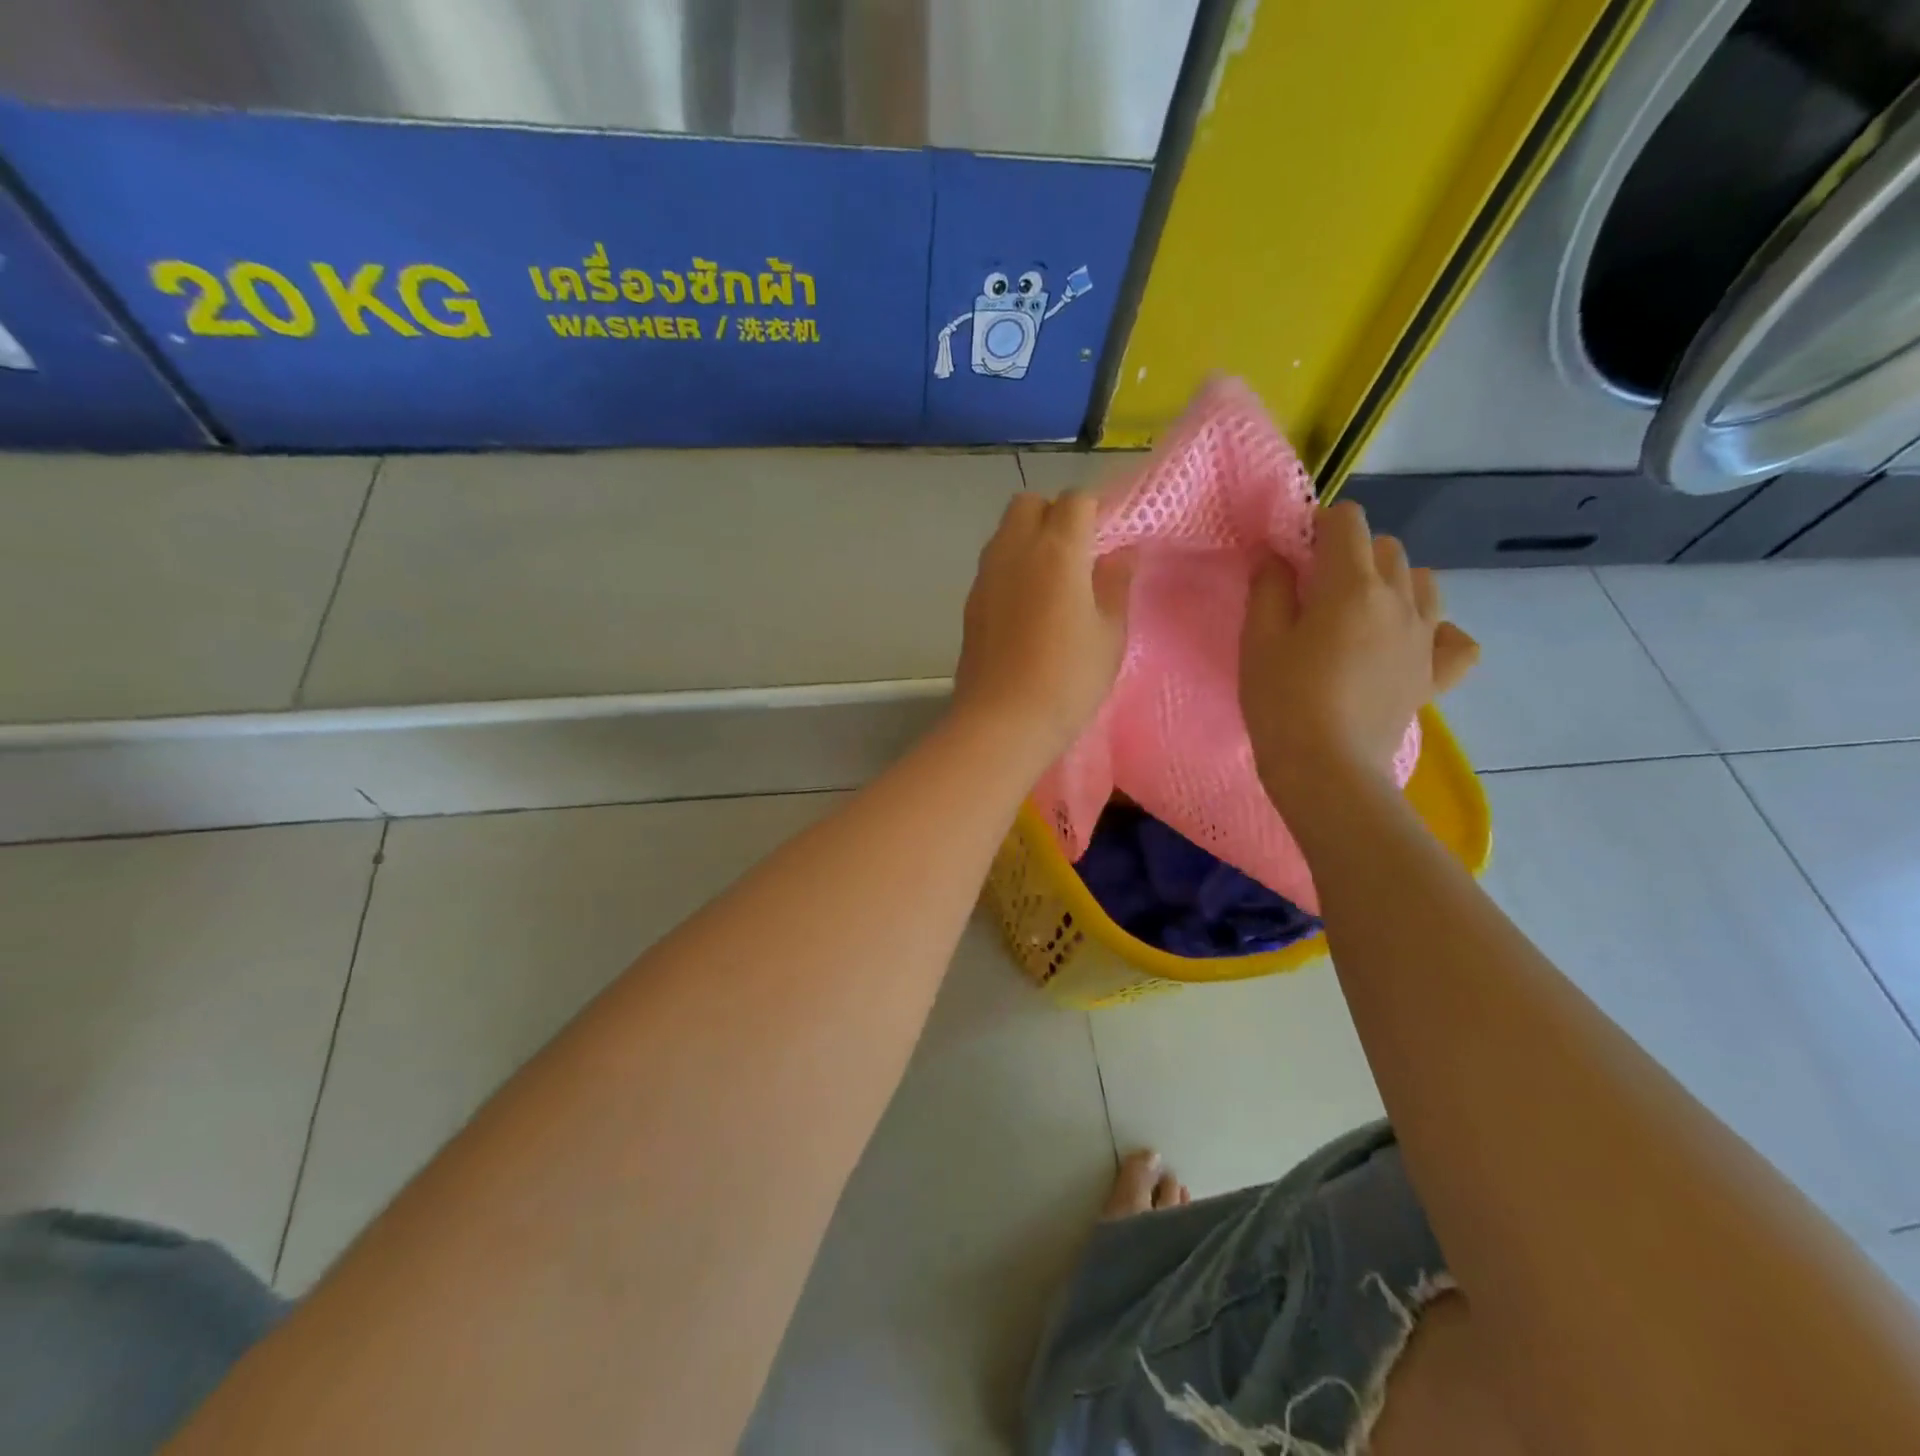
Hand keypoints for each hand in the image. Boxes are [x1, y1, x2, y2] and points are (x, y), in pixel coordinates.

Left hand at [953, 491, 1133, 761]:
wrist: (1002, 721)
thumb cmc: (1067, 678)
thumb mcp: (1109, 634)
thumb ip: (1115, 583)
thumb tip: (1120, 552)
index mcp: (1056, 549)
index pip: (1076, 500)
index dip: (1095, 512)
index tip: (1108, 540)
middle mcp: (1014, 549)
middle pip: (1030, 504)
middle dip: (1054, 515)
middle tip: (1077, 555)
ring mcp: (985, 575)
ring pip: (1005, 532)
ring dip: (1029, 540)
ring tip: (1052, 582)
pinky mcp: (969, 601)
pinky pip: (993, 565)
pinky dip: (1011, 569)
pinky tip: (1027, 608)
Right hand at [1241, 501, 1477, 807]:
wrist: (1326, 768)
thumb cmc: (1282, 700)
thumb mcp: (1259, 640)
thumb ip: (1269, 588)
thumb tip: (1276, 555)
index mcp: (1352, 585)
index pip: (1348, 522)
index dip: (1319, 526)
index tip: (1295, 555)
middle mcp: (1399, 600)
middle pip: (1386, 547)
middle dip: (1353, 554)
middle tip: (1317, 591)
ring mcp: (1425, 638)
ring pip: (1422, 583)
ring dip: (1393, 583)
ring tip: (1360, 614)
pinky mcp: (1434, 674)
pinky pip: (1454, 639)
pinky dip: (1436, 632)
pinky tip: (1411, 644)